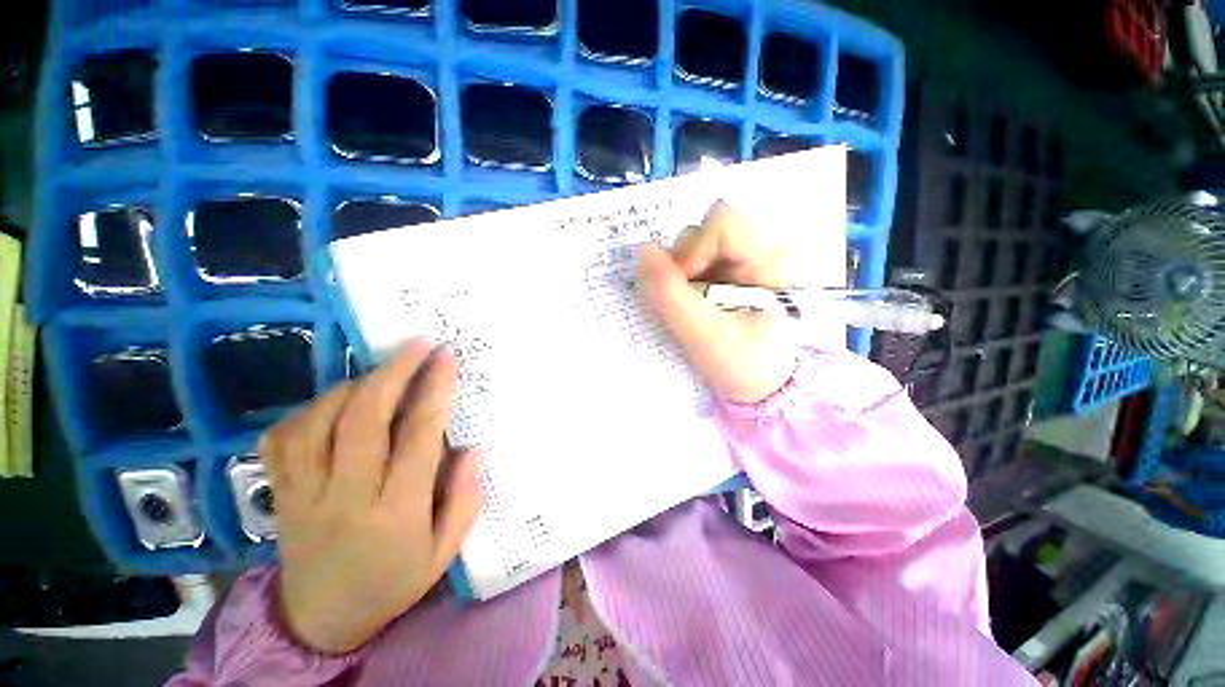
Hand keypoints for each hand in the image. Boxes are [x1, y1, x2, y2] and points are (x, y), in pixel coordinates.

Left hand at [257, 340, 481, 653]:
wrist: (320, 621)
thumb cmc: (392, 582)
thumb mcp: (443, 553)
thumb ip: (463, 500)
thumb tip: (470, 450)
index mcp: (395, 513)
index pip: (418, 438)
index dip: (434, 391)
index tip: (446, 359)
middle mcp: (346, 497)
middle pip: (363, 420)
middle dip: (393, 373)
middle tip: (416, 344)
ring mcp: (303, 494)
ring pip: (319, 422)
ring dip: (352, 386)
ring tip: (380, 373)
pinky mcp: (278, 494)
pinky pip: (282, 439)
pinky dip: (308, 409)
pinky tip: (334, 402)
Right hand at [636, 200, 798, 403]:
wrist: (763, 390)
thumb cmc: (746, 365)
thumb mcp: (706, 336)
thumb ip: (671, 296)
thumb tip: (642, 251)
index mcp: (767, 258)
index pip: (722, 222)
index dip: (694, 249)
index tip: (686, 285)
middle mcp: (754, 251)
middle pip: (702, 230)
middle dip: (682, 264)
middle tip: (684, 300)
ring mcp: (737, 265)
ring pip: (691, 248)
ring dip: (678, 276)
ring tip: (687, 308)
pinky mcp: (722, 278)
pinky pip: (690, 265)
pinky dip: (678, 283)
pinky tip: (685, 307)